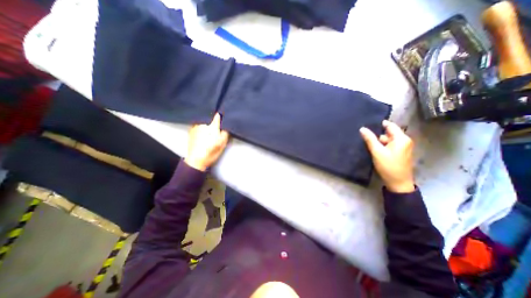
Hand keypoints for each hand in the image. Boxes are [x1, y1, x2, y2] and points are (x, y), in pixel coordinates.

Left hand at [186, 113, 228, 170]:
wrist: (196, 159)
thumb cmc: (211, 151)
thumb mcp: (223, 143)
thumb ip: (225, 132)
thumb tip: (225, 124)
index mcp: (212, 126)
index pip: (217, 116)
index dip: (221, 115)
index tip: (222, 115)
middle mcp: (203, 124)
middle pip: (210, 117)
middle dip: (213, 120)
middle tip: (216, 126)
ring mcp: (196, 126)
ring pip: (203, 120)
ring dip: (206, 122)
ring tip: (208, 130)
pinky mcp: (190, 130)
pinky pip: (197, 124)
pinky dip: (200, 126)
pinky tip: (202, 132)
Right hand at [361, 119, 414, 192]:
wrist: (398, 183)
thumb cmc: (388, 166)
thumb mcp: (377, 151)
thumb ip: (370, 139)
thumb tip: (362, 128)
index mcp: (401, 139)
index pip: (390, 126)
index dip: (380, 124)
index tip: (368, 123)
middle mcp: (404, 141)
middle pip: (389, 133)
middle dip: (377, 135)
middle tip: (365, 136)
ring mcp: (403, 148)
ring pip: (388, 140)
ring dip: (379, 142)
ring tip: (368, 145)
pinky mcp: (400, 153)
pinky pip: (390, 146)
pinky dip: (382, 146)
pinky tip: (375, 150)